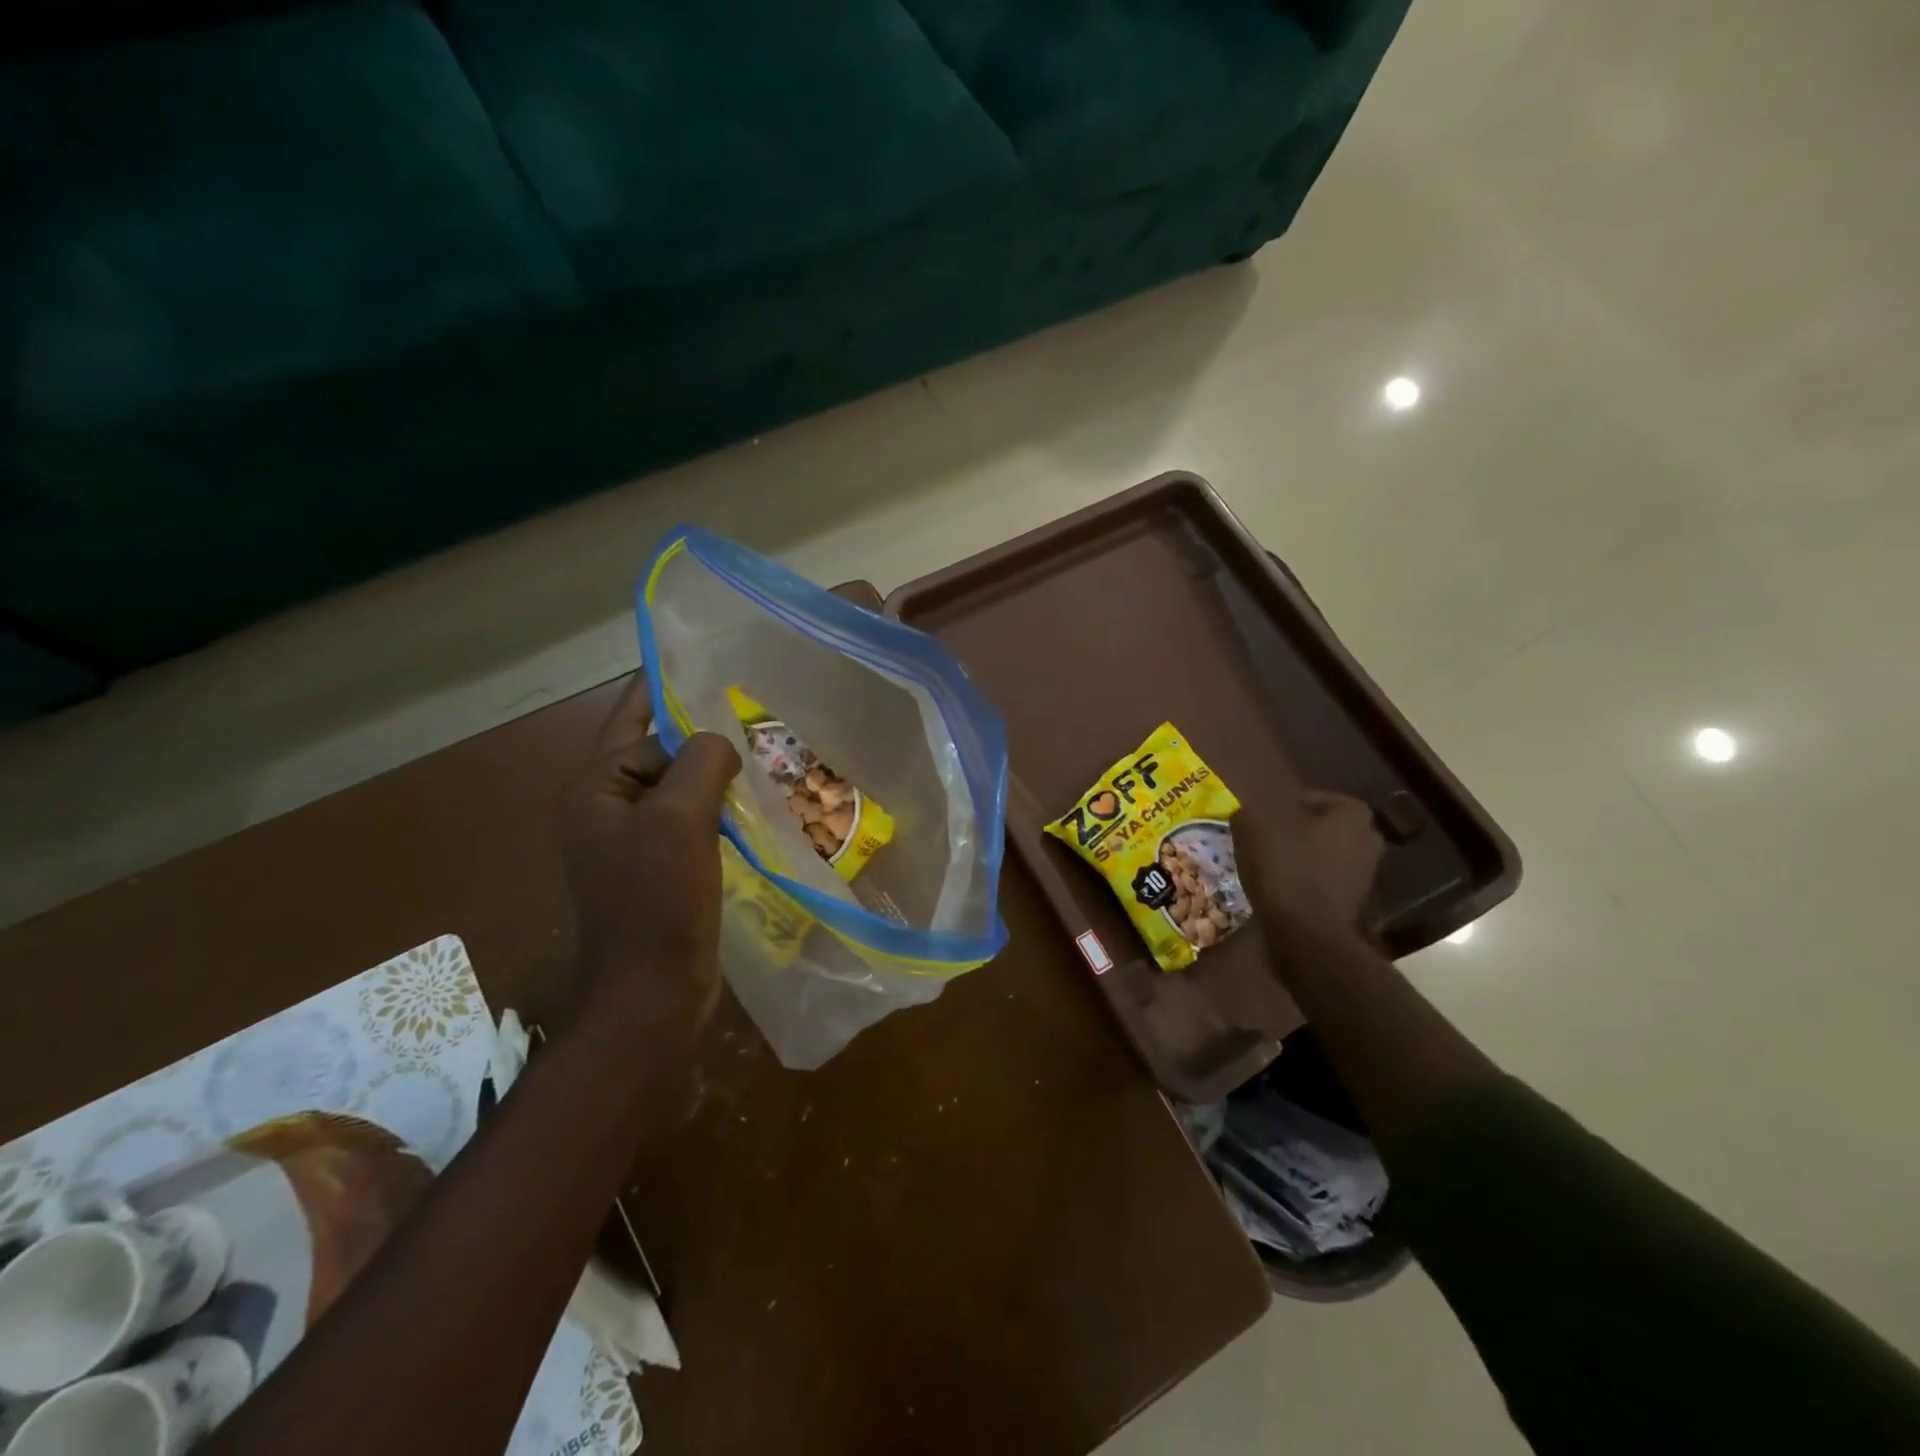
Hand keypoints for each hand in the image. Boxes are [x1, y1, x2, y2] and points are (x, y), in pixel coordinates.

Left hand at [560, 674, 741, 1045]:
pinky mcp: (659, 867)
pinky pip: (691, 820)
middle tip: (753, 713)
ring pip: (680, 787)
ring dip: (716, 773)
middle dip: (702, 734)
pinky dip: (720, 807)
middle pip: (659, 751)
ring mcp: (632, 840)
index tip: (713, 667)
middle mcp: (606, 807)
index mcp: (596, 787)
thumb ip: (700, 761)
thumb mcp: (680, 818)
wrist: (652, 991)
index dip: (674, 694)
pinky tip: (755, 803)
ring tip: (764, 753)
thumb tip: (719, 742)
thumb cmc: (658, 900)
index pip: (638, 721)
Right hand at [1237, 791, 1383, 944]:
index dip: (1280, 806)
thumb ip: (1250, 808)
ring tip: (1266, 866)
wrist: (1307, 935)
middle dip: (1294, 831)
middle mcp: (1368, 839)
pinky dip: (1303, 882)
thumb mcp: (1254, 825)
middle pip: (1320, 826)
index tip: (1258, 819)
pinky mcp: (1354, 904)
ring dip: (1299, 857)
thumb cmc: (1285, 868)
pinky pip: (1322, 882)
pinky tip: (1278, 889)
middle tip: (1262, 839)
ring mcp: (1365, 875)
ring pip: (1323, 854)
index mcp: (1352, 813)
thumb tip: (1247, 807)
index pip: (1311, 797)